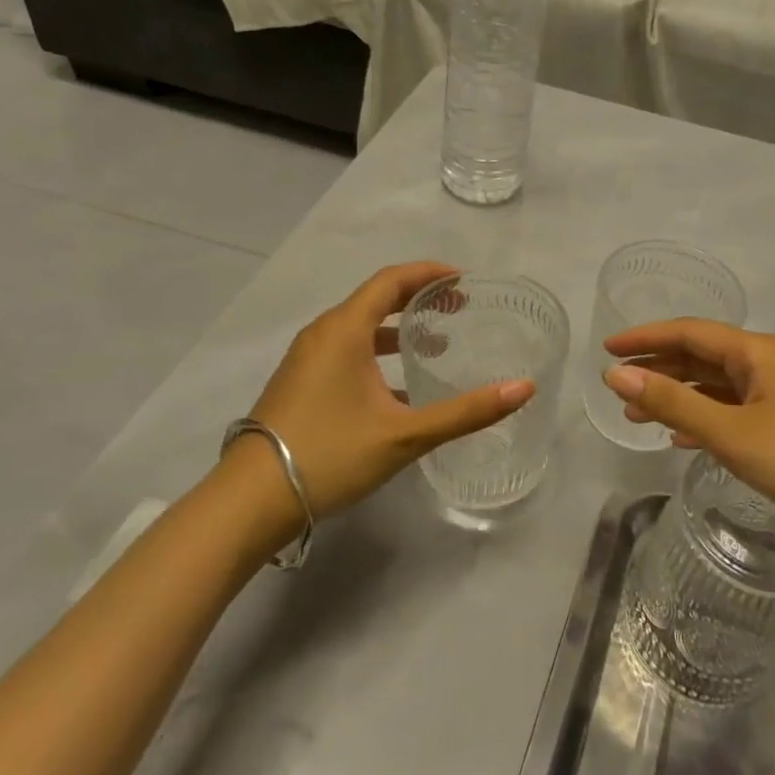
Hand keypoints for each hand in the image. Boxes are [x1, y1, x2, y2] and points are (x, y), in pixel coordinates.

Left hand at [243, 263, 533, 518]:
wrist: (250, 501)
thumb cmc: (330, 454)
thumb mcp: (405, 435)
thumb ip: (466, 412)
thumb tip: (523, 388)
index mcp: (344, 329)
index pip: (391, 280)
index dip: (429, 273)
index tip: (464, 281)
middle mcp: (322, 334)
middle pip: (376, 300)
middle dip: (419, 299)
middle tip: (458, 309)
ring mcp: (306, 359)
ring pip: (359, 328)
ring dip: (398, 330)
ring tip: (435, 345)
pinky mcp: (299, 383)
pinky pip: (345, 351)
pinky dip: (377, 354)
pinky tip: (398, 389)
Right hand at [602, 319, 774, 528]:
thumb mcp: (730, 432)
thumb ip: (672, 402)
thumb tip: (616, 375)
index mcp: (755, 352)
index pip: (688, 332)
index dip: (645, 338)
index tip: (606, 349)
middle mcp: (766, 363)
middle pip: (700, 356)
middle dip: (657, 369)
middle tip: (616, 387)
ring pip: (714, 386)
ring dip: (676, 396)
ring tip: (637, 415)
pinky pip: (731, 411)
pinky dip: (701, 418)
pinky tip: (681, 437)